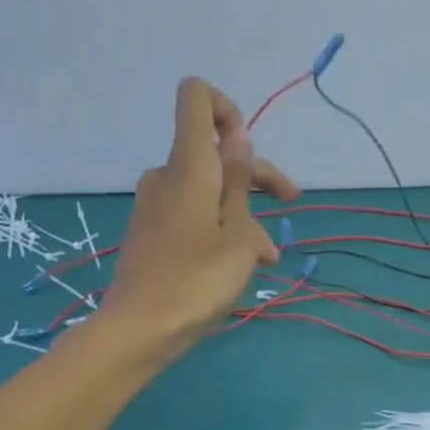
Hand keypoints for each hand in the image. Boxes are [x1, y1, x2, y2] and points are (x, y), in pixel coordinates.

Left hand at [96, 77, 299, 362]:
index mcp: (189, 166)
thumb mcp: (236, 235)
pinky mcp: (150, 232)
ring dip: (242, 215)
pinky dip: (218, 230)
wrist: (140, 330)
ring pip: (207, 193)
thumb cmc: (197, 282)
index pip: (196, 99)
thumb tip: (237, 137)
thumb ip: (239, 182)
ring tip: (266, 258)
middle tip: (290, 202)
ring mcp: (154, 205)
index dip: (227, 109)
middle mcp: (166, 176)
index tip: (249, 148)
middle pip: (213, 153)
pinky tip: (239, 266)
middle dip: (256, 175)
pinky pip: (190, 216)